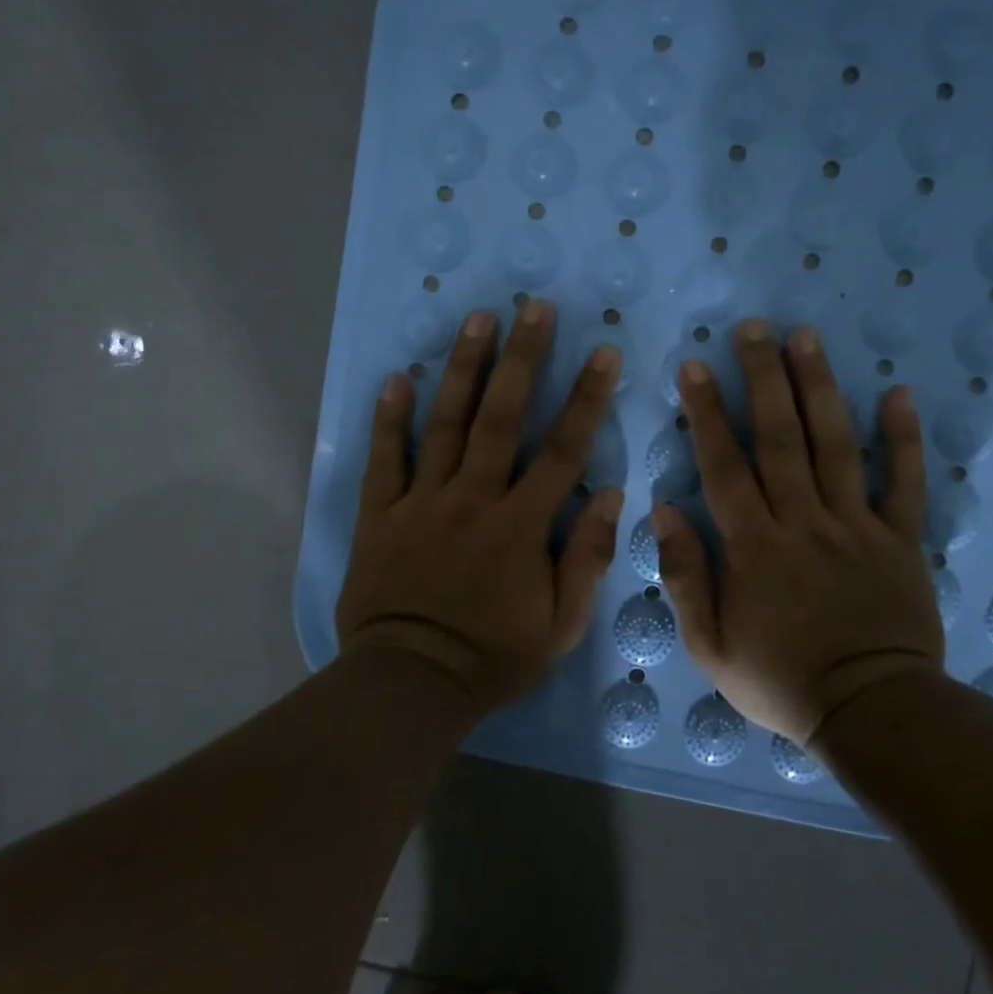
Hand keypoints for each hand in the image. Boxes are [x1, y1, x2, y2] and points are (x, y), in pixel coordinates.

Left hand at [335, 301, 623, 714]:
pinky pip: (385, 460)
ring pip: (444, 424)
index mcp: (520, 525)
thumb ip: (587, 557)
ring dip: (462, 369)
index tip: (604, 354)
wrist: (409, 685)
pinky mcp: (381, 515)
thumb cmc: (494, 656)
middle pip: (501, 418)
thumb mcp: (562, 624)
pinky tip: (396, 378)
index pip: (563, 451)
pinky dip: (389, 419)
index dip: (587, 399)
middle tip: (534, 308)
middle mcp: (473, 500)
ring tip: (476, 320)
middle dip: (523, 359)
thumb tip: (611, 494)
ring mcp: (422, 503)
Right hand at [654, 321, 943, 744]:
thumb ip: (685, 577)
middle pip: (779, 438)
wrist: (871, 712)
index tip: (695, 366)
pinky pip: (904, 483)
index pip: (724, 466)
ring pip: (834, 445)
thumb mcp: (710, 647)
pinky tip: (897, 393)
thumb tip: (663, 511)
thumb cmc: (781, 682)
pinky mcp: (900, 538)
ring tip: (806, 338)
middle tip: (753, 328)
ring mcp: (856, 526)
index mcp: (754, 547)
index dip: (707, 413)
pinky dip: (903, 439)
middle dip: (762, 378)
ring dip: (818, 389)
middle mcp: (803, 522)